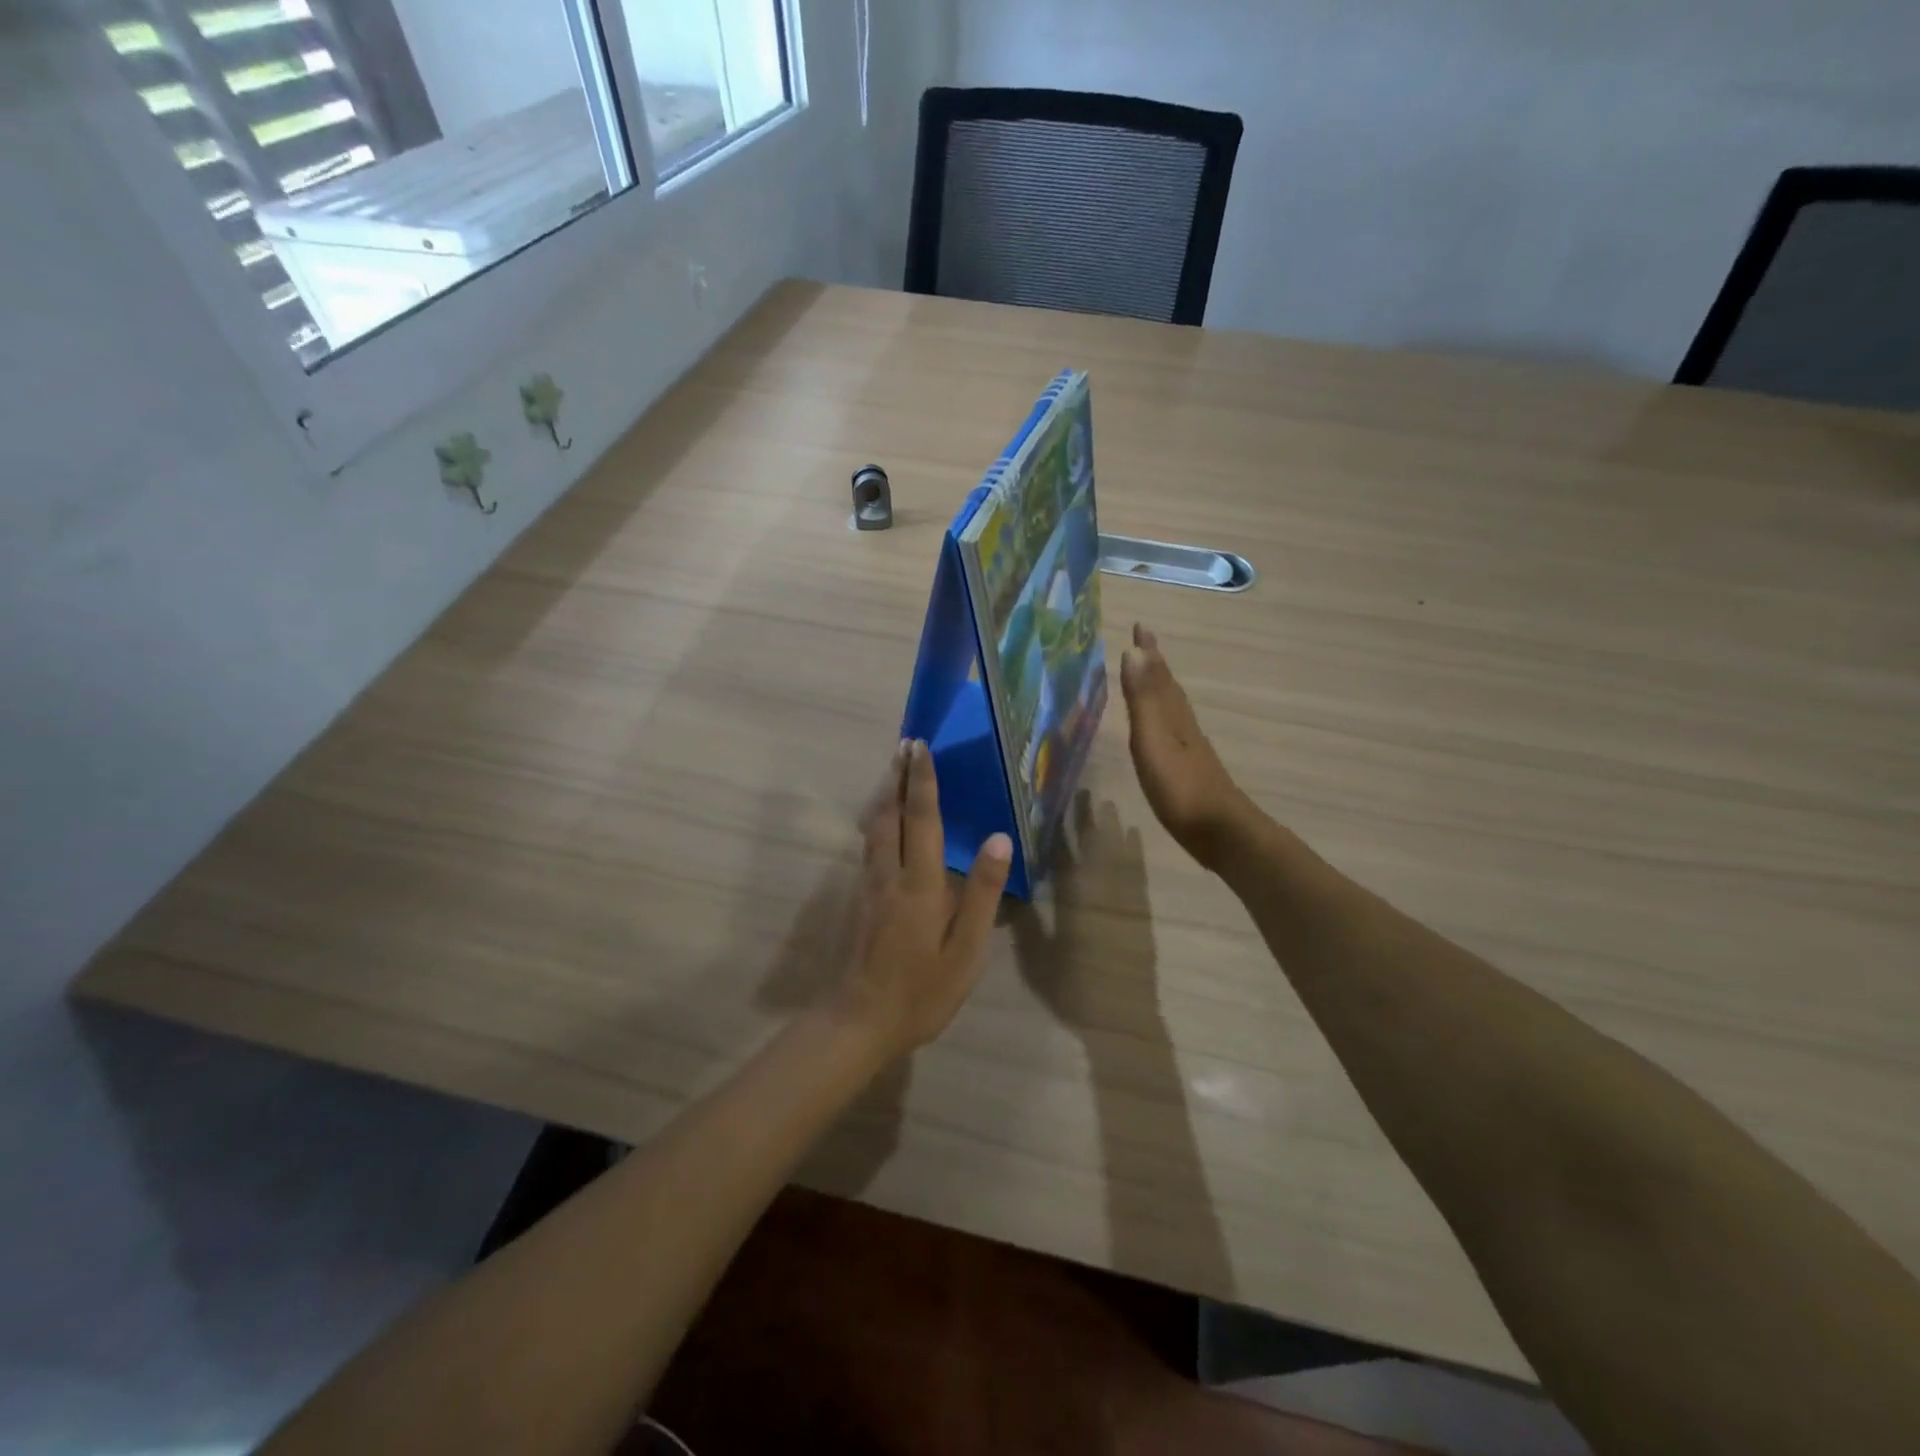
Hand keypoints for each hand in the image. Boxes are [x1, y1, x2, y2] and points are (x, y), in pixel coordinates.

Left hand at [830, 740, 1012, 1057]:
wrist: (861, 1021)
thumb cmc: (923, 991)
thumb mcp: (966, 951)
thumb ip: (982, 894)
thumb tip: (999, 839)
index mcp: (920, 884)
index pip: (922, 819)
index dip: (922, 781)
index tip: (921, 747)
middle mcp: (889, 874)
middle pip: (889, 814)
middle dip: (896, 776)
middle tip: (904, 744)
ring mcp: (868, 886)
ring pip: (873, 827)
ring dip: (883, 794)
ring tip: (893, 770)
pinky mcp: (859, 899)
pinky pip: (868, 845)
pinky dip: (877, 820)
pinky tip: (883, 820)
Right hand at [1121, 624, 1254, 870]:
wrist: (1221, 832)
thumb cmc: (1180, 788)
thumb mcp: (1153, 741)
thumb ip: (1143, 700)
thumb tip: (1134, 651)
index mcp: (1173, 716)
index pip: (1159, 675)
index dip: (1149, 652)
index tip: (1140, 626)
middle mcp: (1184, 726)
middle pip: (1168, 688)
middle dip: (1155, 665)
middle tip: (1143, 643)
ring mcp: (1190, 749)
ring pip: (1173, 708)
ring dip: (1160, 689)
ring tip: (1149, 678)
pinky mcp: (1191, 770)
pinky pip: (1174, 730)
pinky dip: (1164, 718)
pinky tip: (1164, 730)